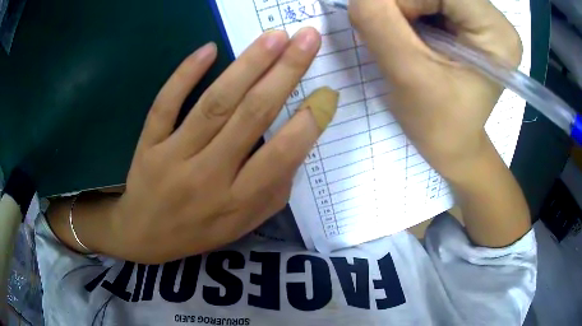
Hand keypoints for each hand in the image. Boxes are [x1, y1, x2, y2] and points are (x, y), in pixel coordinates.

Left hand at [91, 28, 337, 263]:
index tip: (328, 91)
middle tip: (307, 38)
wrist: (144, 236)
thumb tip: (298, 143)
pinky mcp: (149, 144)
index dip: (309, 121)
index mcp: (238, 201)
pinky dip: (185, 75)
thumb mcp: (243, 223)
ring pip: (214, 104)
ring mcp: (174, 157)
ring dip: (248, 65)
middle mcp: (209, 177)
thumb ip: (273, 189)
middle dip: (286, 72)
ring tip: (274, 37)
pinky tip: (209, 49)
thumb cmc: (198, 230)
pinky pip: (166, 105)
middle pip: (251, 116)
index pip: (281, 156)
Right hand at [349, 0, 522, 179]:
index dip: (406, 0)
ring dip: (404, 7)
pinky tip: (412, 33)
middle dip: (403, 3)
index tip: (392, 29)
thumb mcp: (406, 74)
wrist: (452, 141)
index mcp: (496, 34)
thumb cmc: (438, 123)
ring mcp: (483, 17)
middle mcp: (495, 19)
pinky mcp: (469, 19)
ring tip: (405, 38)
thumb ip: (378, 22)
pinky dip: (408, 8)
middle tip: (395, 33)